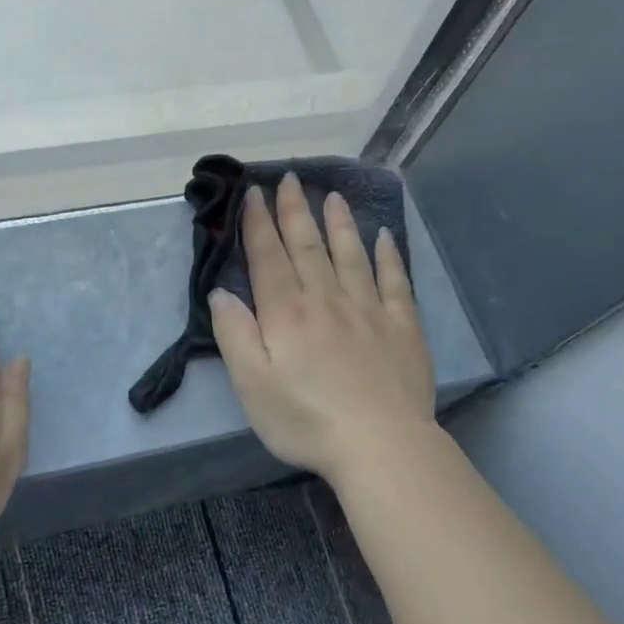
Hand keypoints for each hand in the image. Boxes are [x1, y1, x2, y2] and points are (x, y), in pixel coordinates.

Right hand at [209, 171, 435, 486]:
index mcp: (287, 313)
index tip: (253, 193)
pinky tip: (384, 237)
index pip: (269, 257)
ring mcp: (369, 309)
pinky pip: (395, 280)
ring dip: (339, 222)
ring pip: (351, 254)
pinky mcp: (402, 326)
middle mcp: (327, 299)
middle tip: (290, 178)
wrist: (380, 444)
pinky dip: (388, 255)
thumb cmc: (305, 420)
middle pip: (308, 246)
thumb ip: (235, 334)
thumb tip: (221, 293)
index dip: (258, 223)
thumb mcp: (251, 385)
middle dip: (295, 211)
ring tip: (332, 196)